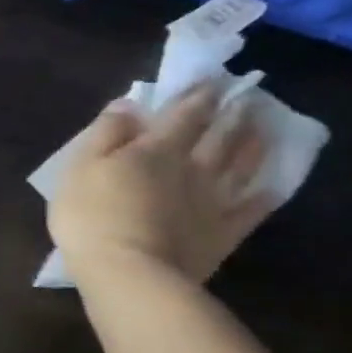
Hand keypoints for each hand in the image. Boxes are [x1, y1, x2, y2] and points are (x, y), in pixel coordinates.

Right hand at [48, 84, 271, 285]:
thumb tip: (127, 105)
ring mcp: (214, 201)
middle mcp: (193, 168)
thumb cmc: (92, 216)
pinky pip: (251, 209)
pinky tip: (272, 187)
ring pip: (242, 165)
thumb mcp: (79, 168)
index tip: (212, 80)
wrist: (128, 273)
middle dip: (231, 113)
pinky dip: (265, 195)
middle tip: (245, 96)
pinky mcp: (223, 233)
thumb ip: (104, 134)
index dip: (197, 95)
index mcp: (155, 150)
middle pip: (219, 135)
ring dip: (253, 143)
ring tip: (263, 128)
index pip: (182, 114)